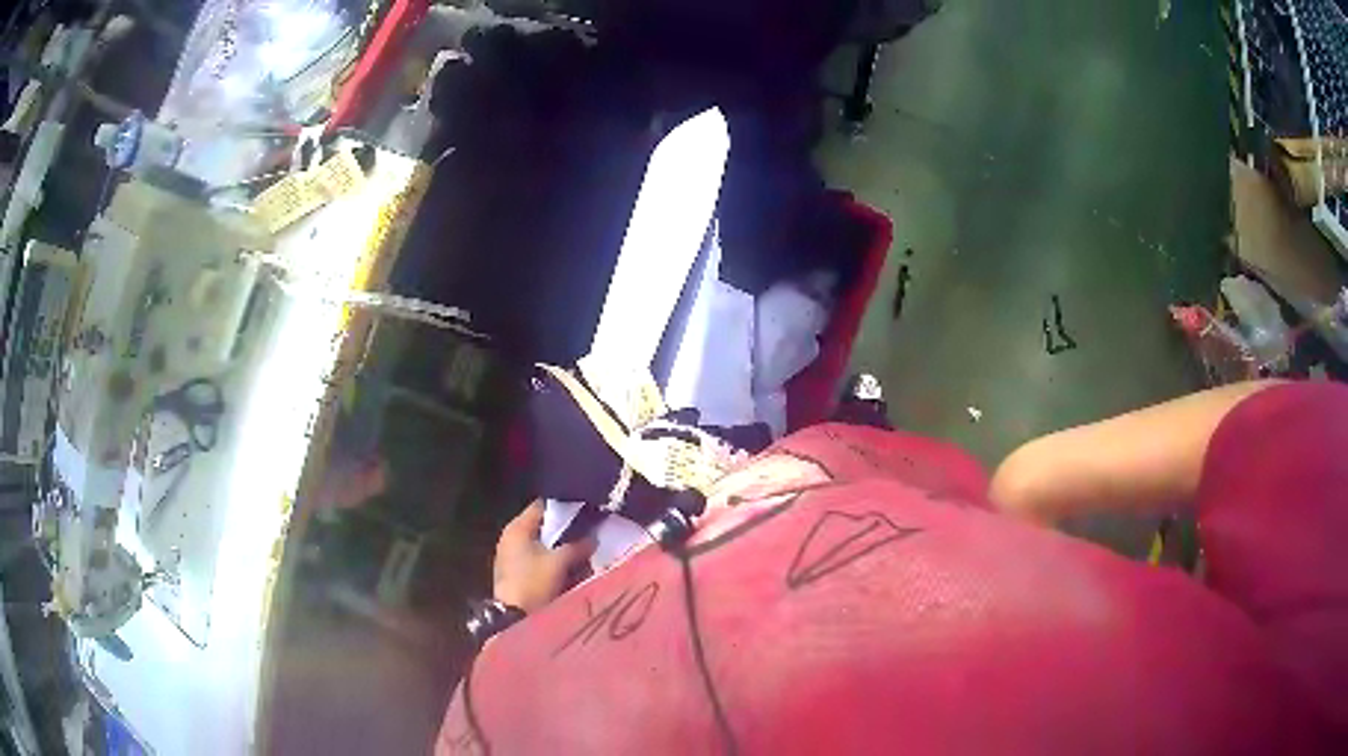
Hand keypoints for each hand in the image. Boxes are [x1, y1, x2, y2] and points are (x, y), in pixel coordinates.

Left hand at [493, 501, 595, 611]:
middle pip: (543, 527)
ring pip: (541, 545)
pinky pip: (537, 560)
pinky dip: (551, 562)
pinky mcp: (515, 572)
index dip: (564, 508)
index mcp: (517, 528)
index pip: (542, 506)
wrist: (513, 616)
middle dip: (565, 533)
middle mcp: (511, 537)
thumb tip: (593, 539)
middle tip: (586, 535)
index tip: (584, 512)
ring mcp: (511, 556)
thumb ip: (577, 547)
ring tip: (581, 555)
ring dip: (559, 550)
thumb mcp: (559, 562)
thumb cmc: (533, 582)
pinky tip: (567, 570)